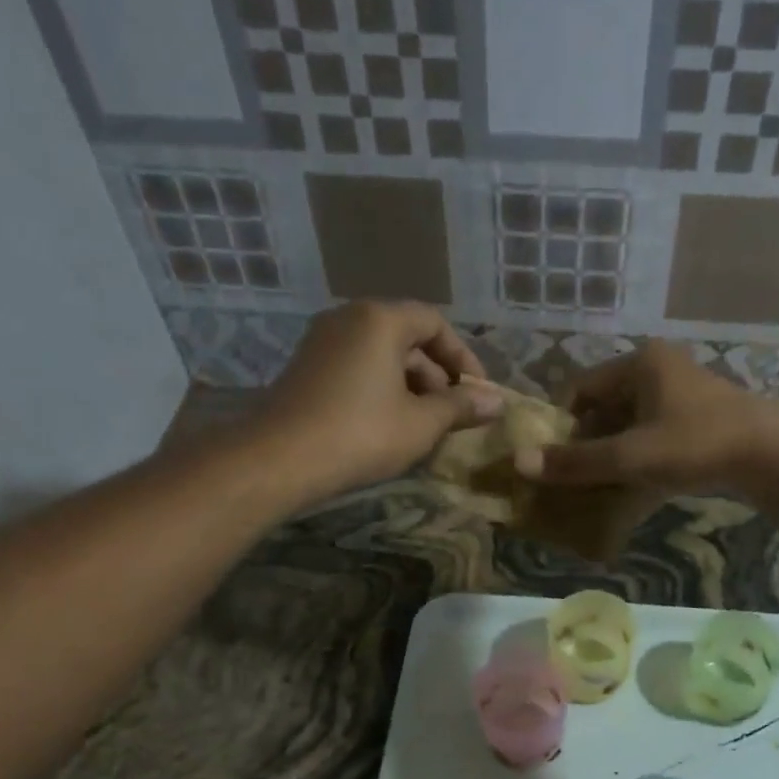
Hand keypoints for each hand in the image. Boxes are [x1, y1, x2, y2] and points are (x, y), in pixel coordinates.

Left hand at [255, 301, 501, 500]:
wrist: (279, 460)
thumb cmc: (362, 434)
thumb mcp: (422, 423)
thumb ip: (461, 407)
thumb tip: (498, 402)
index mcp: (380, 320)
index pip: (434, 323)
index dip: (462, 358)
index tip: (477, 393)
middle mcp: (349, 318)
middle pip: (407, 338)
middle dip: (436, 377)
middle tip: (451, 415)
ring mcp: (322, 342)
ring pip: (381, 356)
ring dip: (410, 387)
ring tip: (423, 427)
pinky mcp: (306, 368)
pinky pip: (357, 369)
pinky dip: (381, 390)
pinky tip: (388, 428)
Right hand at [527, 342, 778, 495]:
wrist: (772, 456)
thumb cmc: (695, 445)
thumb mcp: (630, 457)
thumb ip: (576, 462)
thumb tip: (521, 463)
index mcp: (639, 363)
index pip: (580, 388)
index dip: (561, 424)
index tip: (553, 459)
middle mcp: (659, 367)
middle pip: (605, 405)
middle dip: (587, 441)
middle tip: (576, 476)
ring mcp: (683, 390)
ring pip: (630, 420)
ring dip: (613, 450)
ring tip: (602, 484)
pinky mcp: (700, 414)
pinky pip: (654, 430)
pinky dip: (639, 453)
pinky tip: (636, 482)